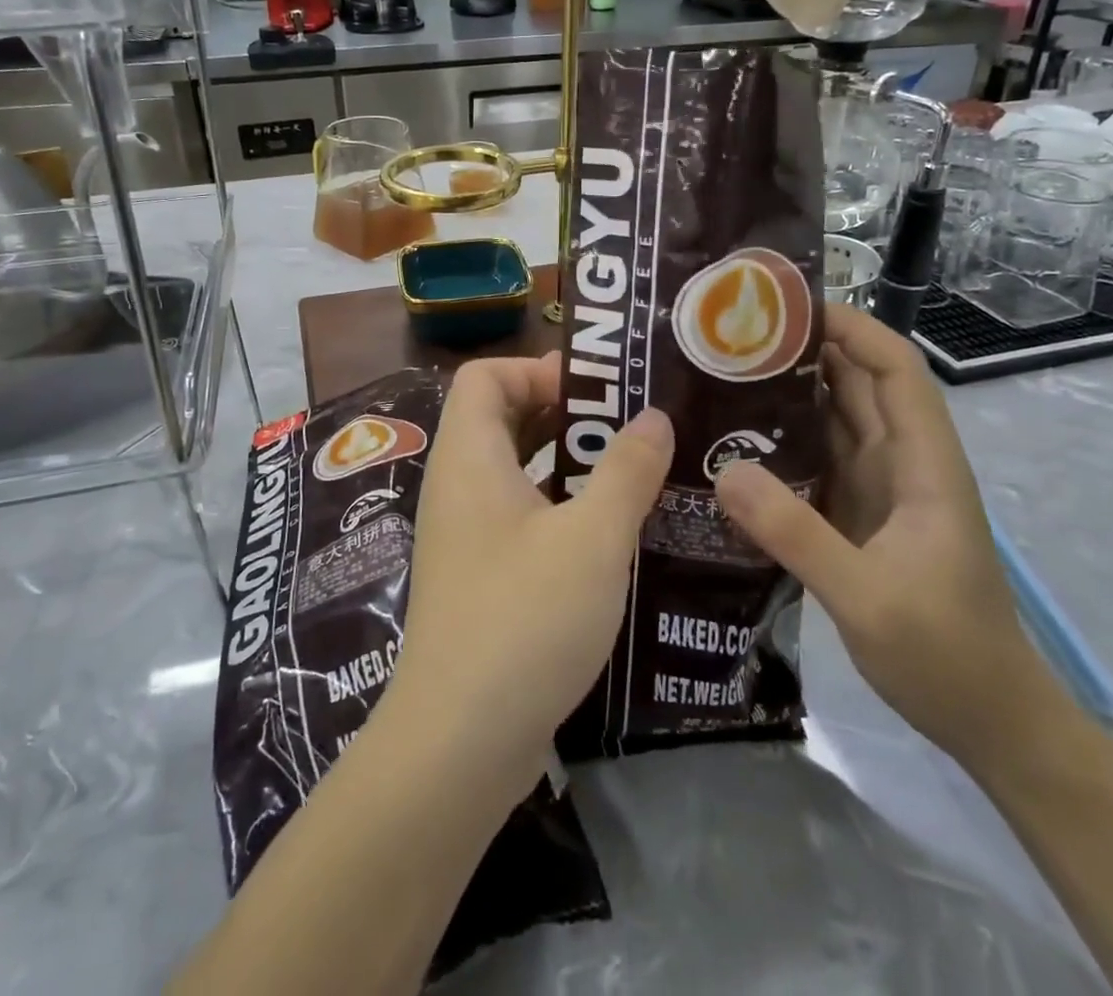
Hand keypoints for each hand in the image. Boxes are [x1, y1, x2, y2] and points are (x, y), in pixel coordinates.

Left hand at [385, 354, 672, 778]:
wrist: (459, 743)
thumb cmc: (525, 619)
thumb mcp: (593, 538)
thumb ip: (627, 471)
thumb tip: (654, 418)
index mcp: (469, 458)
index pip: (485, 376)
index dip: (535, 369)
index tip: (597, 391)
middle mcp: (458, 486)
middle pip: (501, 418)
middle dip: (565, 414)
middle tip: (630, 426)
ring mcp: (464, 535)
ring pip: (515, 472)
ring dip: (569, 465)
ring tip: (634, 473)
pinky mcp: (478, 578)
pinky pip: (518, 518)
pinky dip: (559, 510)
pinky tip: (611, 536)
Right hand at [714, 305, 1057, 764]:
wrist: (989, 724)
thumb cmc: (946, 655)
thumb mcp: (867, 598)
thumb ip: (796, 534)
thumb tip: (723, 469)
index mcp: (923, 465)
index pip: (895, 370)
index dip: (852, 328)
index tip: (788, 307)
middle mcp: (901, 464)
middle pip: (857, 385)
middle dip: (804, 351)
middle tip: (730, 335)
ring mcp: (878, 491)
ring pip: (833, 420)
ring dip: (786, 393)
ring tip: (720, 375)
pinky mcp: (856, 516)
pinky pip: (814, 460)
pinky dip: (779, 442)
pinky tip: (732, 441)